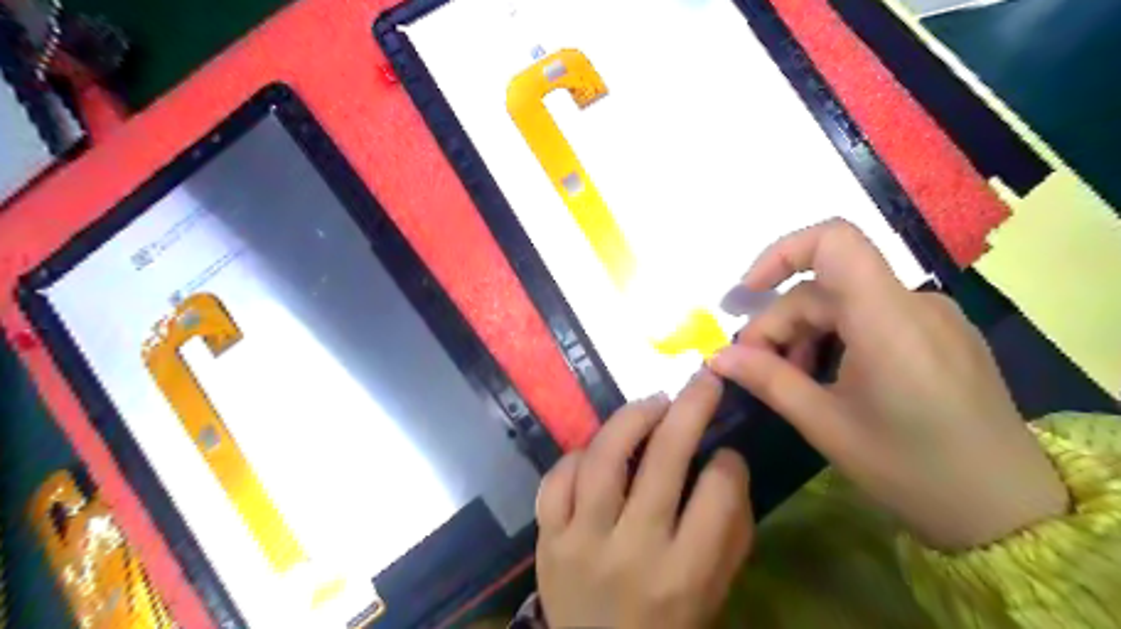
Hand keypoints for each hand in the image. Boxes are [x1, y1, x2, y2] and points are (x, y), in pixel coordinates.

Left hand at [536, 374, 746, 628]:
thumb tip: (728, 462)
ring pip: (604, 457)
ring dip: (632, 418)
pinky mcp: (547, 538)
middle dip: (690, 408)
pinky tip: (597, 450)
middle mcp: (632, 551)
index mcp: (684, 575)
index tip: (726, 450)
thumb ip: (729, 531)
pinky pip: (557, 479)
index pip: (717, 495)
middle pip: (663, 460)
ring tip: (653, 404)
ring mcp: (581, 542)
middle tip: (701, 382)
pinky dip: (578, 455)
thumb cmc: (666, 625)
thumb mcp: (713, 592)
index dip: (728, 462)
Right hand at [708, 219, 1066, 549]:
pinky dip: (835, 337)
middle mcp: (914, 303)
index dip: (781, 253)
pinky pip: (871, 317)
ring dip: (805, 333)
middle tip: (754, 368)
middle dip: (779, 323)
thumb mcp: (826, 426)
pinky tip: (827, 377)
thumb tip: (716, 356)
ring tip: (791, 379)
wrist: (1009, 512)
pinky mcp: (939, 333)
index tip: (747, 294)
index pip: (834, 241)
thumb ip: (767, 380)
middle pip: (825, 287)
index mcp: (889, 320)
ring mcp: (932, 316)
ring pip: (844, 304)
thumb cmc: (912, 470)